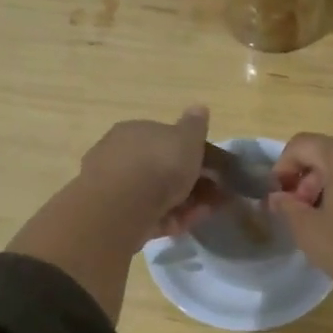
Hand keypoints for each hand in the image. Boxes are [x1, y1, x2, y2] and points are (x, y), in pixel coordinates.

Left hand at [80, 107, 227, 239]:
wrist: (122, 206)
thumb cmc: (159, 163)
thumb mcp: (186, 138)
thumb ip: (195, 125)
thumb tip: (199, 107)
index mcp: (135, 131)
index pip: (166, 138)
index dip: (192, 152)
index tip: (214, 168)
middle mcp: (120, 155)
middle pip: (162, 168)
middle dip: (191, 181)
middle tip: (216, 194)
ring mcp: (116, 187)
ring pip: (158, 194)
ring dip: (185, 202)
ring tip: (207, 212)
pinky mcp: (116, 216)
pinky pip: (149, 214)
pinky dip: (170, 219)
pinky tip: (186, 225)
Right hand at [267, 134, 332, 297]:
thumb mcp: (310, 232)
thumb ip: (287, 208)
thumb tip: (277, 197)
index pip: (301, 145)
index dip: (282, 167)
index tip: (278, 197)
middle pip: (327, 153)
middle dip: (307, 179)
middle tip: (300, 213)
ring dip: (330, 186)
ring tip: (324, 220)